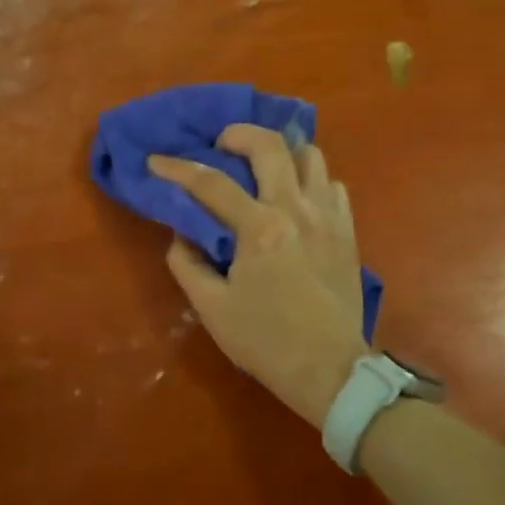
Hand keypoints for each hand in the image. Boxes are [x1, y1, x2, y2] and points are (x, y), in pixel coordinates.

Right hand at [150, 125, 369, 426]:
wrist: (330, 370)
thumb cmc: (266, 341)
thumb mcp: (212, 309)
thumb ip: (188, 265)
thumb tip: (182, 235)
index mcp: (260, 229)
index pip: (211, 184)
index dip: (178, 168)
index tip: (156, 161)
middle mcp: (297, 210)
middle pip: (271, 146)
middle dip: (239, 134)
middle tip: (221, 145)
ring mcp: (329, 217)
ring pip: (311, 156)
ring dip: (282, 153)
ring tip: (263, 169)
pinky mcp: (348, 231)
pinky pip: (333, 186)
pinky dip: (312, 182)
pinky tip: (297, 200)